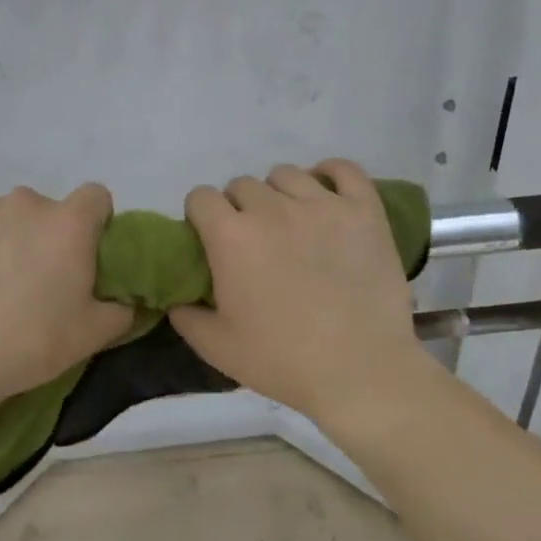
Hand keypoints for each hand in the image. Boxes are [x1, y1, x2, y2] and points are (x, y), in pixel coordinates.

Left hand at [0, 184, 133, 411]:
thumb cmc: (25, 347)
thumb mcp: (91, 336)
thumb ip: (122, 308)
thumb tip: (128, 297)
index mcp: (68, 224)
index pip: (95, 197)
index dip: (92, 222)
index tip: (80, 254)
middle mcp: (24, 202)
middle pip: (41, 209)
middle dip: (38, 235)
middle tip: (25, 280)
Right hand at [169, 160, 424, 423]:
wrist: (360, 371)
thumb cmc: (283, 361)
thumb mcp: (217, 348)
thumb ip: (187, 316)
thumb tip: (177, 298)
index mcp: (232, 236)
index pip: (202, 197)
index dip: (201, 216)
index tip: (209, 237)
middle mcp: (273, 208)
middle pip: (243, 184)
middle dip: (240, 207)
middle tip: (254, 240)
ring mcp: (322, 204)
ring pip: (288, 174)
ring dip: (280, 193)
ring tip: (291, 221)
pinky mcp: (363, 210)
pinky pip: (345, 170)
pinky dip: (332, 173)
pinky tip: (327, 192)